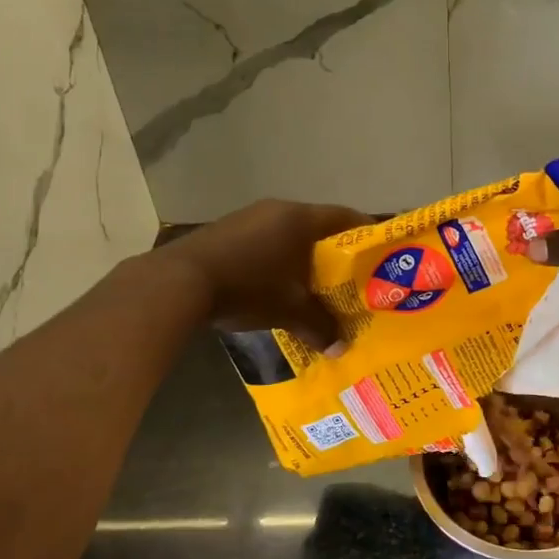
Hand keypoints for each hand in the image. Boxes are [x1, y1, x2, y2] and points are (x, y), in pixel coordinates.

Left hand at [158, 199, 369, 348]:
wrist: (180, 282)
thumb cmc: (248, 287)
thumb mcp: (289, 310)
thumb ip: (320, 326)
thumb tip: (340, 349)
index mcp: (300, 219)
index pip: (346, 217)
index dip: (365, 233)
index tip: (378, 253)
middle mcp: (277, 209)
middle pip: (317, 226)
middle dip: (334, 251)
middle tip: (348, 276)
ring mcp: (248, 217)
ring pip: (288, 233)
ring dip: (301, 255)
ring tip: (313, 283)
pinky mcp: (226, 230)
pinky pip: (264, 240)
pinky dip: (275, 258)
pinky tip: (274, 283)